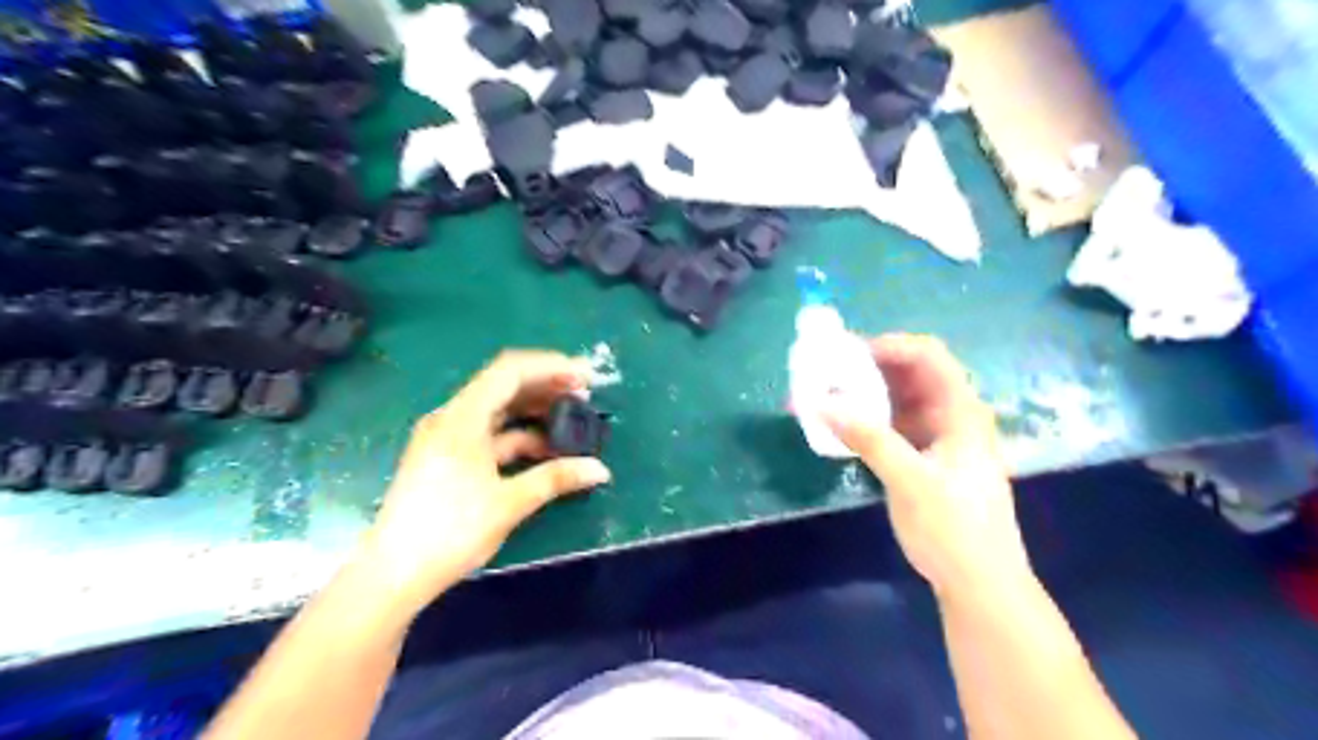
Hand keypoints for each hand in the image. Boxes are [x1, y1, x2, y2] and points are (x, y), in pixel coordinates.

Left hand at [359, 351, 608, 613]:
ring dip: (535, 411)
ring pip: (498, 411)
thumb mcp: (509, 503)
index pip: (510, 371)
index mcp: (462, 418)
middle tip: (585, 395)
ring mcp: (447, 438)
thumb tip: (600, 470)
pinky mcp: (447, 458)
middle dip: (547, 386)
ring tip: (571, 420)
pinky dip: (519, 435)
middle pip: (504, 385)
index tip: (586, 376)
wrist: (393, 575)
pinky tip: (544, 450)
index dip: (552, 366)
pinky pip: (489, 433)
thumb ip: (555, 479)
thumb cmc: (450, 532)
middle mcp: (451, 418)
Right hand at [820, 335, 1028, 599]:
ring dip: (865, 394)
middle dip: (869, 367)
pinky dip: (869, 420)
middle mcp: (952, 415)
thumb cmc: (953, 529)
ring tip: (826, 395)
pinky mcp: (926, 458)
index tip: (846, 354)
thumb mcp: (909, 480)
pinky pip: (894, 425)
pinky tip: (842, 427)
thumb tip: (820, 402)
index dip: (889, 346)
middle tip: (826, 372)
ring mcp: (940, 437)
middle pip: (911, 374)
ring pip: (900, 399)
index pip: (929, 356)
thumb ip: (867, 438)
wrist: (980, 584)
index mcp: (961, 411)